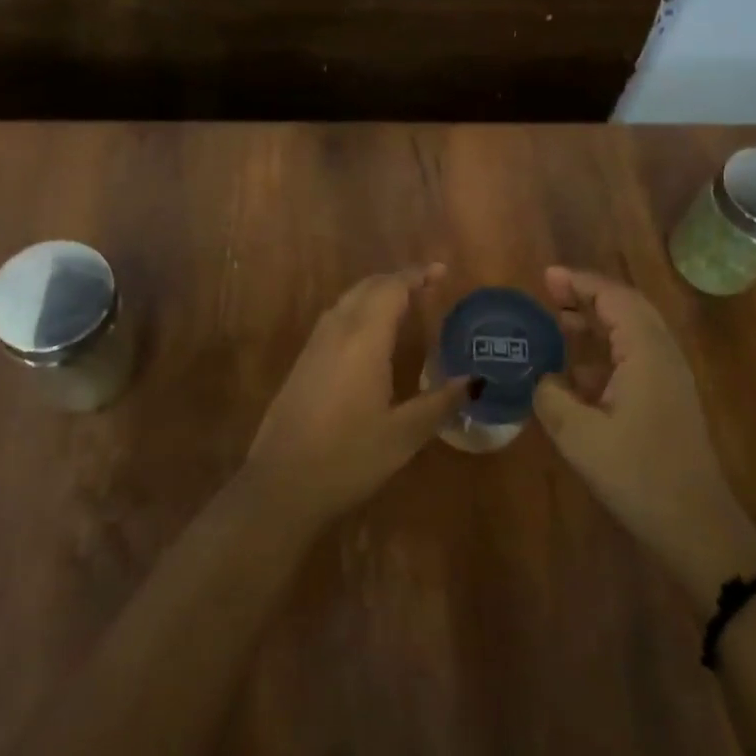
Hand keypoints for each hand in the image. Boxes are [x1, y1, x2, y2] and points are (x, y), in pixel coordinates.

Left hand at [244, 265, 466, 530]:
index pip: (392, 288)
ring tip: (402, 302)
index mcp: (364, 338)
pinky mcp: (302, 362)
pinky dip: (358, 310)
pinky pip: (334, 318)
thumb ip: (440, 402)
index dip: (416, 275)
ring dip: (375, 293)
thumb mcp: (404, 434)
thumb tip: (475, 381)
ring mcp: (314, 345)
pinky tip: (368, 334)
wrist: (280, 484)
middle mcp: (337, 331)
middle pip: (367, 287)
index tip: (441, 271)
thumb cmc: (349, 457)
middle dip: (397, 280)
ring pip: (347, 300)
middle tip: (426, 285)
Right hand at [534, 267, 755, 599]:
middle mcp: (662, 355)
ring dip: (596, 321)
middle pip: (626, 307)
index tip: (547, 276)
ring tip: (557, 322)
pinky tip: (576, 370)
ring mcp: (669, 378)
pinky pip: (634, 356)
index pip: (614, 298)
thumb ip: (552, 396)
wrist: (696, 527)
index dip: (580, 282)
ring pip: (631, 331)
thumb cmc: (638, 475)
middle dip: (588, 295)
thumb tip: (542, 379)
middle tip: (550, 292)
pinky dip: (604, 349)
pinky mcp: (667, 399)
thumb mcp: (579, 436)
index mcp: (646, 353)